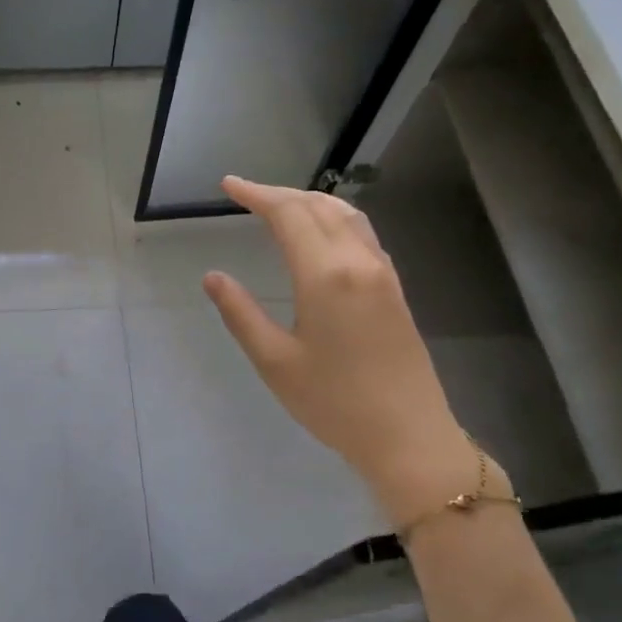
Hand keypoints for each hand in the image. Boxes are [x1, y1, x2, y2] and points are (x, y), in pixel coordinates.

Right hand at [202, 176, 490, 526]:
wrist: (408, 436)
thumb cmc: (333, 402)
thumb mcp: (274, 361)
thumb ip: (241, 313)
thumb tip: (213, 277)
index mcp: (325, 275)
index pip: (288, 215)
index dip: (256, 195)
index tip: (227, 185)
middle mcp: (358, 262)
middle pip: (318, 206)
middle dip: (279, 193)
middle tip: (245, 193)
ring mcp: (382, 272)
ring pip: (346, 215)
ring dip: (310, 201)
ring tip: (279, 204)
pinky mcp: (394, 288)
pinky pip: (362, 233)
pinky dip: (333, 217)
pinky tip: (321, 232)